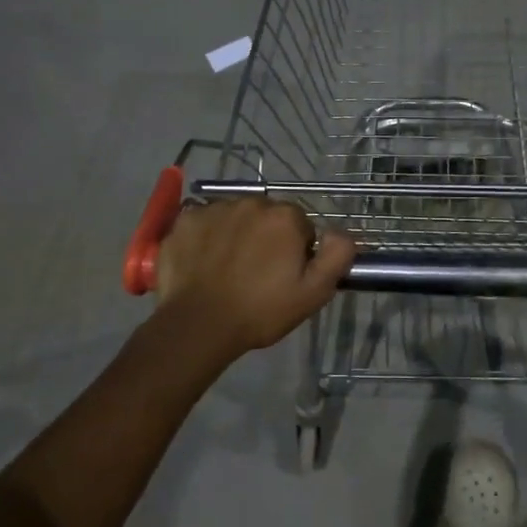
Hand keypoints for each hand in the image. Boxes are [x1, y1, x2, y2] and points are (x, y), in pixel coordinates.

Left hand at [154, 198, 355, 358]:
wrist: (199, 325)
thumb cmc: (261, 311)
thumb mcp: (314, 293)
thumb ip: (337, 256)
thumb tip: (341, 232)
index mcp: (285, 217)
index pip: (299, 226)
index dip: (295, 251)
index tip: (284, 275)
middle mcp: (251, 202)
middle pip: (266, 216)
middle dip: (266, 238)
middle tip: (257, 274)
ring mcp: (214, 208)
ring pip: (234, 217)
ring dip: (236, 234)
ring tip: (228, 269)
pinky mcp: (185, 220)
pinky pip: (203, 221)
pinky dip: (205, 236)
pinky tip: (203, 263)